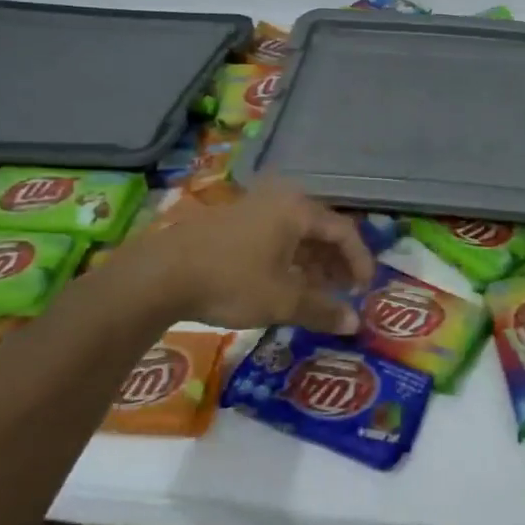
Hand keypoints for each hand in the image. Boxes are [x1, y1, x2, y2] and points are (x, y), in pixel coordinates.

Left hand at [145, 186, 373, 332]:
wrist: (160, 274)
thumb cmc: (231, 281)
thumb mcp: (282, 301)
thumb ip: (322, 310)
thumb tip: (354, 324)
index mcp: (297, 210)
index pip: (344, 231)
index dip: (360, 261)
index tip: (364, 290)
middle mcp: (278, 200)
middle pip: (321, 229)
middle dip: (336, 262)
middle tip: (344, 292)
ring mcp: (252, 208)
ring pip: (296, 234)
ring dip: (312, 263)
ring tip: (318, 293)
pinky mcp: (231, 222)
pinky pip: (274, 236)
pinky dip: (289, 259)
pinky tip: (285, 284)